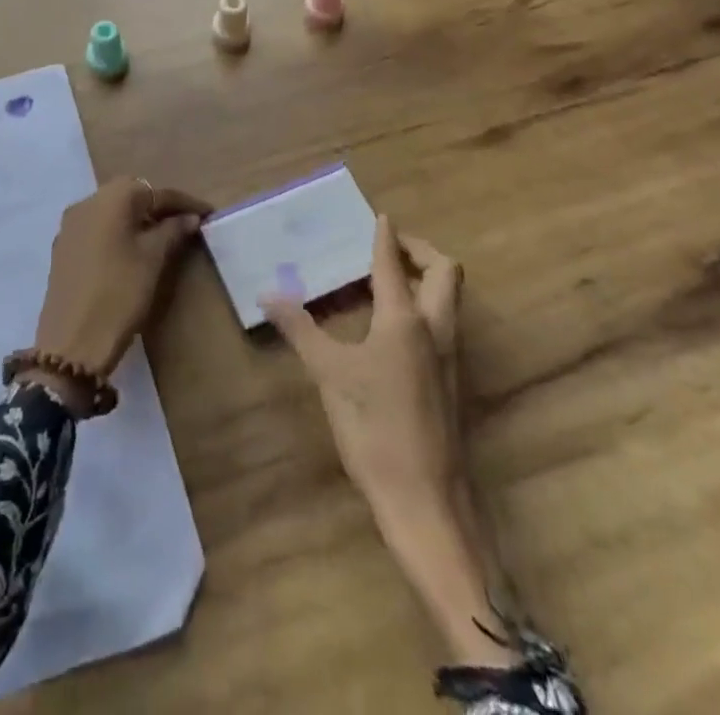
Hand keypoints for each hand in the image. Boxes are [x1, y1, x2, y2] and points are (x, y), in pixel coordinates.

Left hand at [21, 177, 210, 411]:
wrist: (73, 342)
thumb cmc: (120, 292)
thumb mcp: (153, 259)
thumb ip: (173, 230)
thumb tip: (189, 217)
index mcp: (110, 198)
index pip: (155, 192)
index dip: (184, 202)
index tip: (208, 213)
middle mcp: (86, 202)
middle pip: (130, 195)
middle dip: (159, 207)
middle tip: (185, 223)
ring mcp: (70, 226)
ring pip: (111, 211)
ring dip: (137, 219)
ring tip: (163, 237)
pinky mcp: (63, 248)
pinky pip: (97, 229)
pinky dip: (118, 232)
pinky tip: (132, 251)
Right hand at [260, 215, 465, 521]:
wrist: (427, 503)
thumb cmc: (375, 430)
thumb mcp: (329, 375)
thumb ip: (300, 329)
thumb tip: (267, 292)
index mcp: (406, 319)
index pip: (394, 263)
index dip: (385, 236)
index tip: (379, 215)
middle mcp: (436, 328)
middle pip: (444, 271)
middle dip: (419, 251)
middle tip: (388, 248)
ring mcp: (451, 357)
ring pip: (449, 299)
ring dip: (425, 278)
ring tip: (385, 281)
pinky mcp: (452, 382)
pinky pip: (444, 325)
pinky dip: (424, 307)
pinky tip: (390, 329)